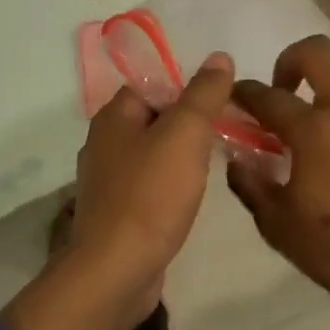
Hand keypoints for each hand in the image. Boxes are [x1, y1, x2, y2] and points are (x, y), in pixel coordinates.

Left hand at [0, 53, 234, 329]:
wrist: (117, 272)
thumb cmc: (151, 195)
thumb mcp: (185, 134)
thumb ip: (203, 94)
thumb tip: (219, 57)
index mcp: (113, 117)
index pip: (153, 85)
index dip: (187, 90)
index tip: (221, 105)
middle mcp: (104, 143)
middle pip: (155, 119)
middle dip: (189, 124)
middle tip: (226, 133)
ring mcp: (108, 181)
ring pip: (154, 154)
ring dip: (182, 156)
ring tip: (215, 163)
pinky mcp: (118, 213)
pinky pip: (150, 186)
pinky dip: (172, 186)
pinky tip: (192, 196)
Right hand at [228, 36, 329, 329]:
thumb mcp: (278, 225)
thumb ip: (251, 184)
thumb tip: (237, 158)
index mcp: (314, 131)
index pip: (268, 97)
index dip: (244, 93)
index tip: (235, 97)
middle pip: (316, 51)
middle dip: (289, 61)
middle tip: (282, 91)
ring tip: (321, 98)